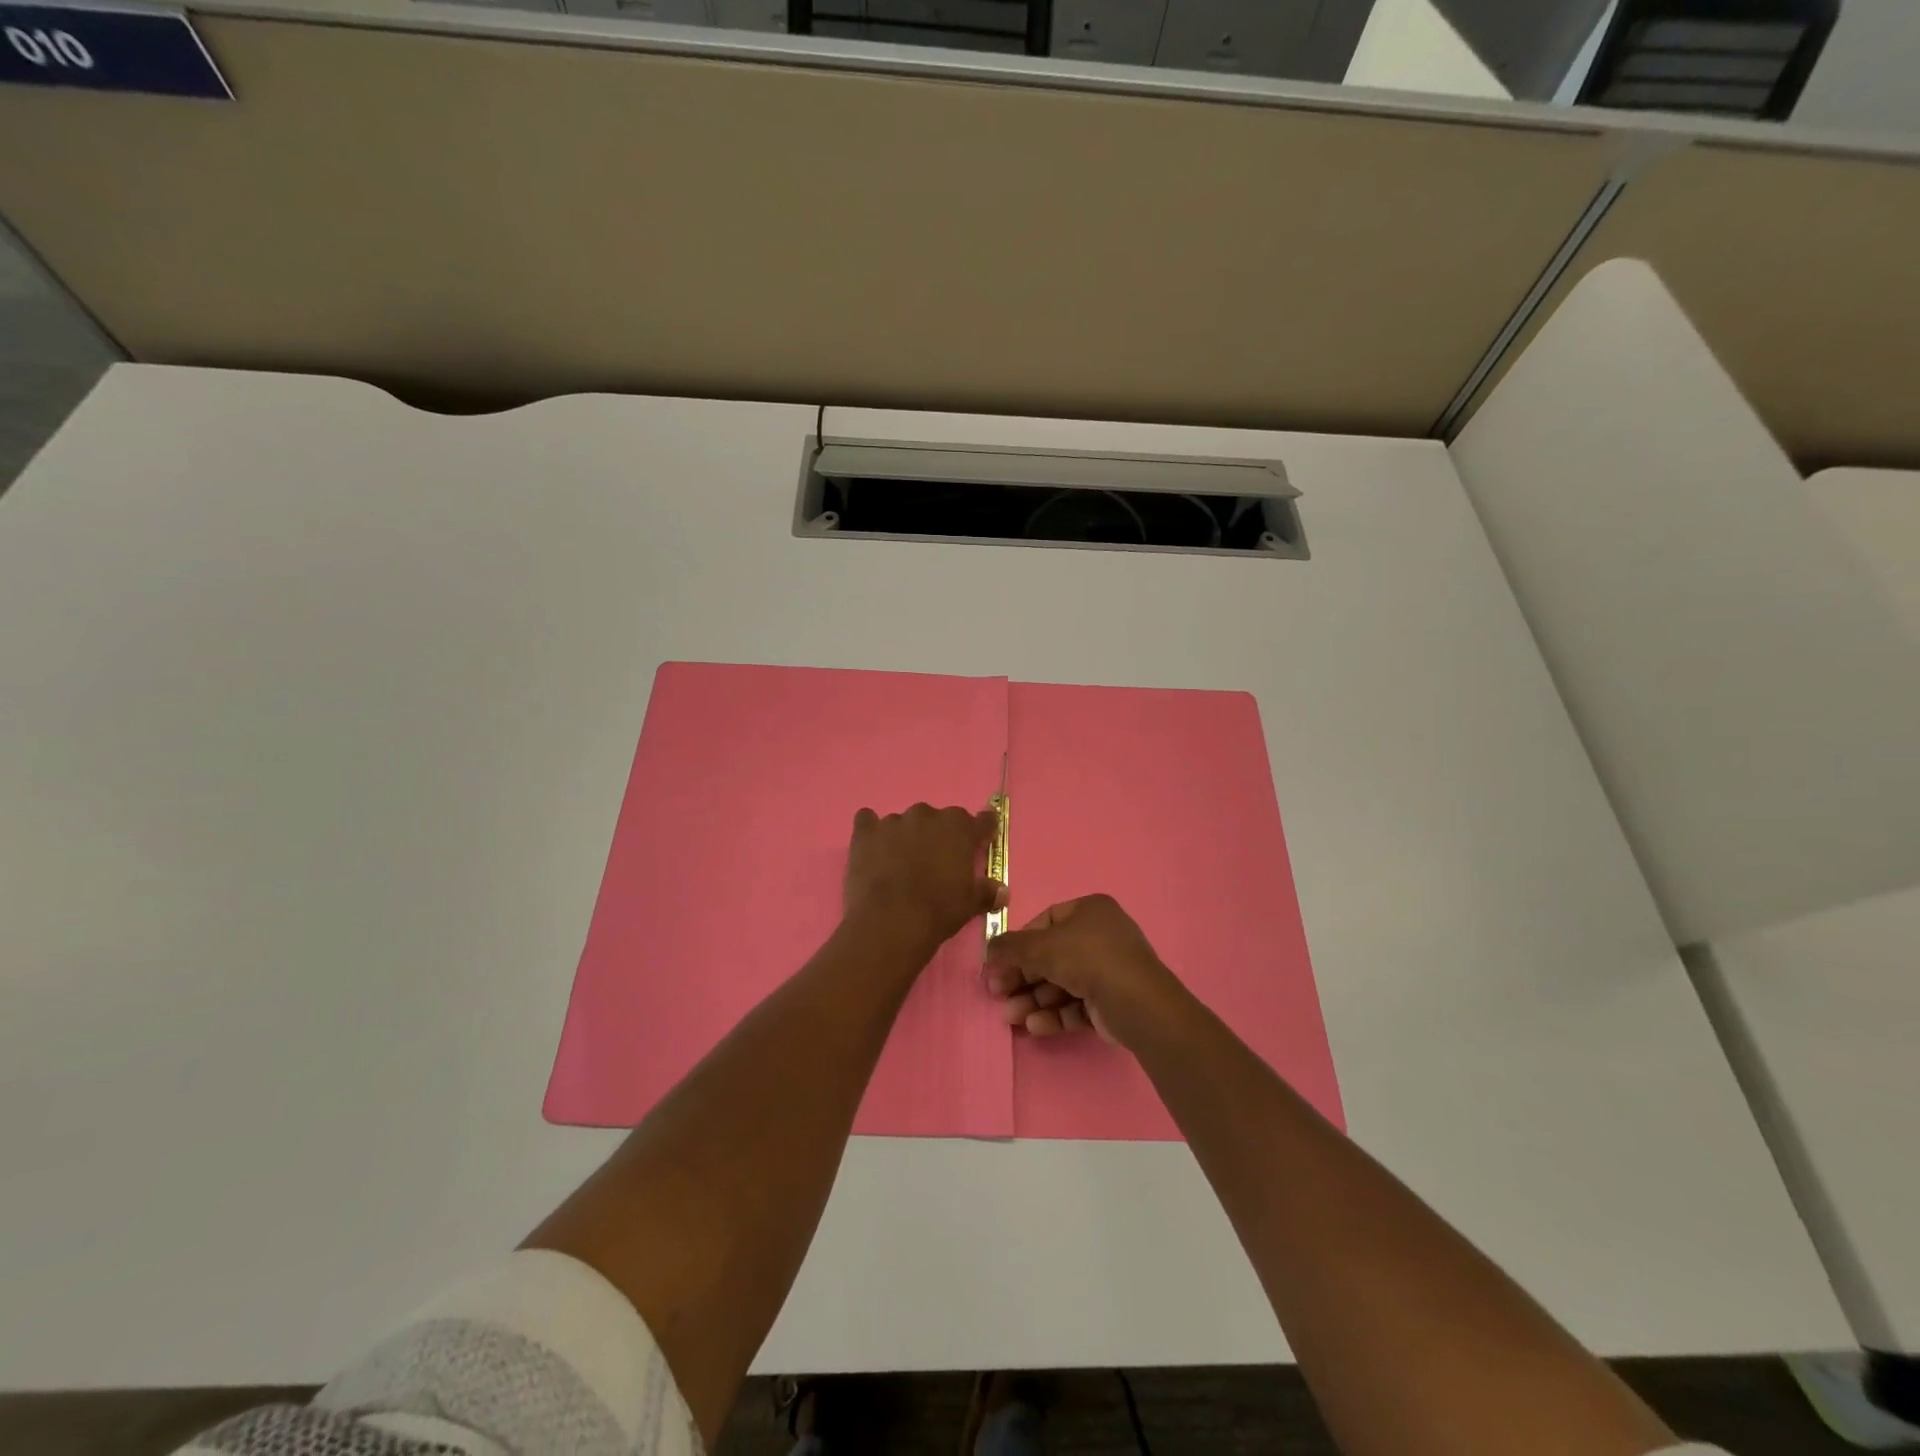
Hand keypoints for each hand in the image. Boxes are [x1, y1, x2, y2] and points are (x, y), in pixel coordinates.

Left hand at [843, 803, 1002, 955]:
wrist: (891, 921)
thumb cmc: (939, 911)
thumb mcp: (970, 904)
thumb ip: (987, 892)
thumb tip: (1002, 892)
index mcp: (959, 828)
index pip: (982, 821)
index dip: (983, 832)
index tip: (981, 843)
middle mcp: (928, 815)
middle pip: (938, 819)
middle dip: (938, 836)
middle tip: (935, 863)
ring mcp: (894, 821)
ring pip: (904, 822)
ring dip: (905, 836)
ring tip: (899, 864)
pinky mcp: (866, 832)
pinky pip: (868, 820)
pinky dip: (871, 831)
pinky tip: (871, 848)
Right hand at [984, 894, 1178, 1047]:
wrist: (1136, 1002)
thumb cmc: (1086, 959)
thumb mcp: (1041, 947)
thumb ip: (1010, 947)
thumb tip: (989, 950)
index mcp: (1089, 911)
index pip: (1045, 922)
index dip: (1020, 943)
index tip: (999, 963)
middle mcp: (1101, 936)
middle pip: (1051, 956)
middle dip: (1022, 977)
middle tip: (998, 994)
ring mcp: (1109, 970)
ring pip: (1062, 984)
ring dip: (1033, 999)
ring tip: (1011, 1017)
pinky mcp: (1111, 1002)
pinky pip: (1076, 1004)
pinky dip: (1054, 1014)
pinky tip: (1035, 1026)